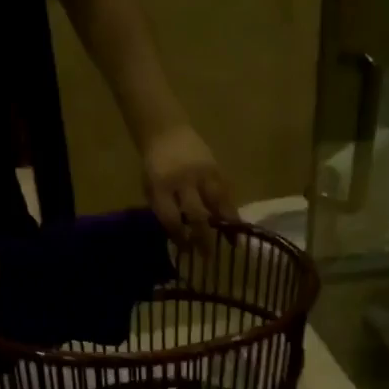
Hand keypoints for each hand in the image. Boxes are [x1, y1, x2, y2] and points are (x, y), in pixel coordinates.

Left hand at [141, 124, 234, 249]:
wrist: (167, 131)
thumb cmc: (157, 168)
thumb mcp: (152, 189)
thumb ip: (165, 211)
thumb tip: (183, 239)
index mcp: (161, 186)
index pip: (171, 218)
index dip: (180, 238)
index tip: (187, 251)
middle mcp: (183, 180)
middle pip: (196, 214)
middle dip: (203, 238)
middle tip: (208, 257)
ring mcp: (202, 173)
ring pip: (216, 203)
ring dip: (224, 225)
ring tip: (232, 242)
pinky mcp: (216, 169)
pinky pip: (226, 194)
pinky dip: (231, 211)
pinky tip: (236, 226)